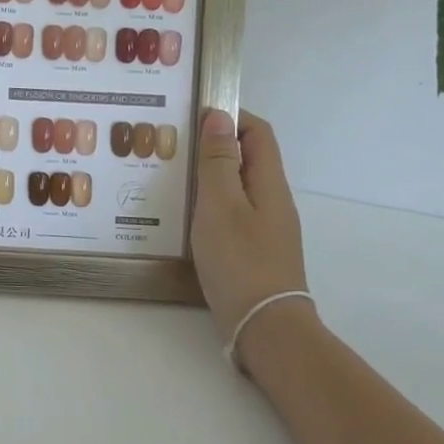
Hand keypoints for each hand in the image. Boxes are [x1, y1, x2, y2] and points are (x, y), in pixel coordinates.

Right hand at [190, 109, 313, 365]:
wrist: (265, 327)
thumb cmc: (240, 260)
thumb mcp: (220, 204)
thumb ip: (218, 161)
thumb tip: (219, 115)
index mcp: (269, 183)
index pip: (258, 132)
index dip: (230, 116)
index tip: (192, 117)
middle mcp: (272, 200)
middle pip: (247, 158)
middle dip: (213, 145)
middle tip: (173, 147)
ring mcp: (265, 227)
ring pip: (237, 186)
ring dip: (208, 176)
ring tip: (170, 178)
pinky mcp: (254, 250)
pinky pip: (232, 212)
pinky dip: (209, 204)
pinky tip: (184, 216)